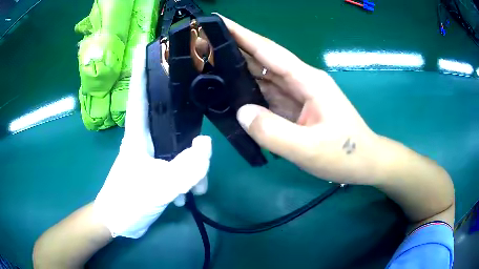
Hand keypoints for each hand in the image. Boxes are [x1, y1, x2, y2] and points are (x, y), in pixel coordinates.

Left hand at [93, 44, 211, 238]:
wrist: (118, 223)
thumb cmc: (127, 202)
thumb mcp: (158, 188)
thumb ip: (185, 168)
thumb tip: (206, 143)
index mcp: (137, 134)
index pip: (139, 93)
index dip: (141, 69)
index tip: (147, 45)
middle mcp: (146, 138)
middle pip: (169, 118)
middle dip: (187, 120)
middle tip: (202, 118)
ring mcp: (154, 154)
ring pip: (179, 147)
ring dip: (193, 165)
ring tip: (198, 187)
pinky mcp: (159, 169)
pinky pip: (180, 165)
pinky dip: (189, 177)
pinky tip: (191, 193)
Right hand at [220, 15, 381, 184]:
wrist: (364, 162)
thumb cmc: (344, 154)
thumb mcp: (309, 148)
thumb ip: (273, 131)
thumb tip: (241, 112)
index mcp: (307, 80)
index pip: (268, 50)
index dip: (242, 35)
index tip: (219, 22)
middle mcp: (301, 81)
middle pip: (262, 60)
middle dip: (233, 50)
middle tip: (204, 46)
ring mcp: (298, 95)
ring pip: (263, 77)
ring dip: (238, 70)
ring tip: (210, 66)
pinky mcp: (295, 108)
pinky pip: (267, 96)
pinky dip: (249, 93)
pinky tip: (232, 94)